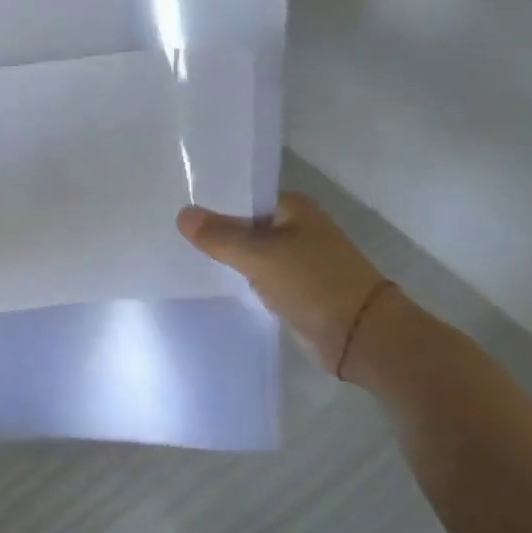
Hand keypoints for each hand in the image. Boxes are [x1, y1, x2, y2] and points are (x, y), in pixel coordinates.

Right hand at [178, 194, 388, 372]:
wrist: (359, 335)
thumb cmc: (313, 282)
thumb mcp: (260, 255)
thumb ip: (220, 236)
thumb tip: (182, 214)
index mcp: (294, 208)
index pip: (244, 197)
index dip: (212, 202)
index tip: (177, 207)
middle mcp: (296, 228)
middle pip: (245, 224)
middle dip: (215, 231)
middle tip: (171, 232)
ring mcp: (296, 260)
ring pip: (250, 252)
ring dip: (226, 256)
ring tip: (182, 254)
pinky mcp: (293, 288)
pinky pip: (257, 276)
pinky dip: (239, 278)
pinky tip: (211, 280)